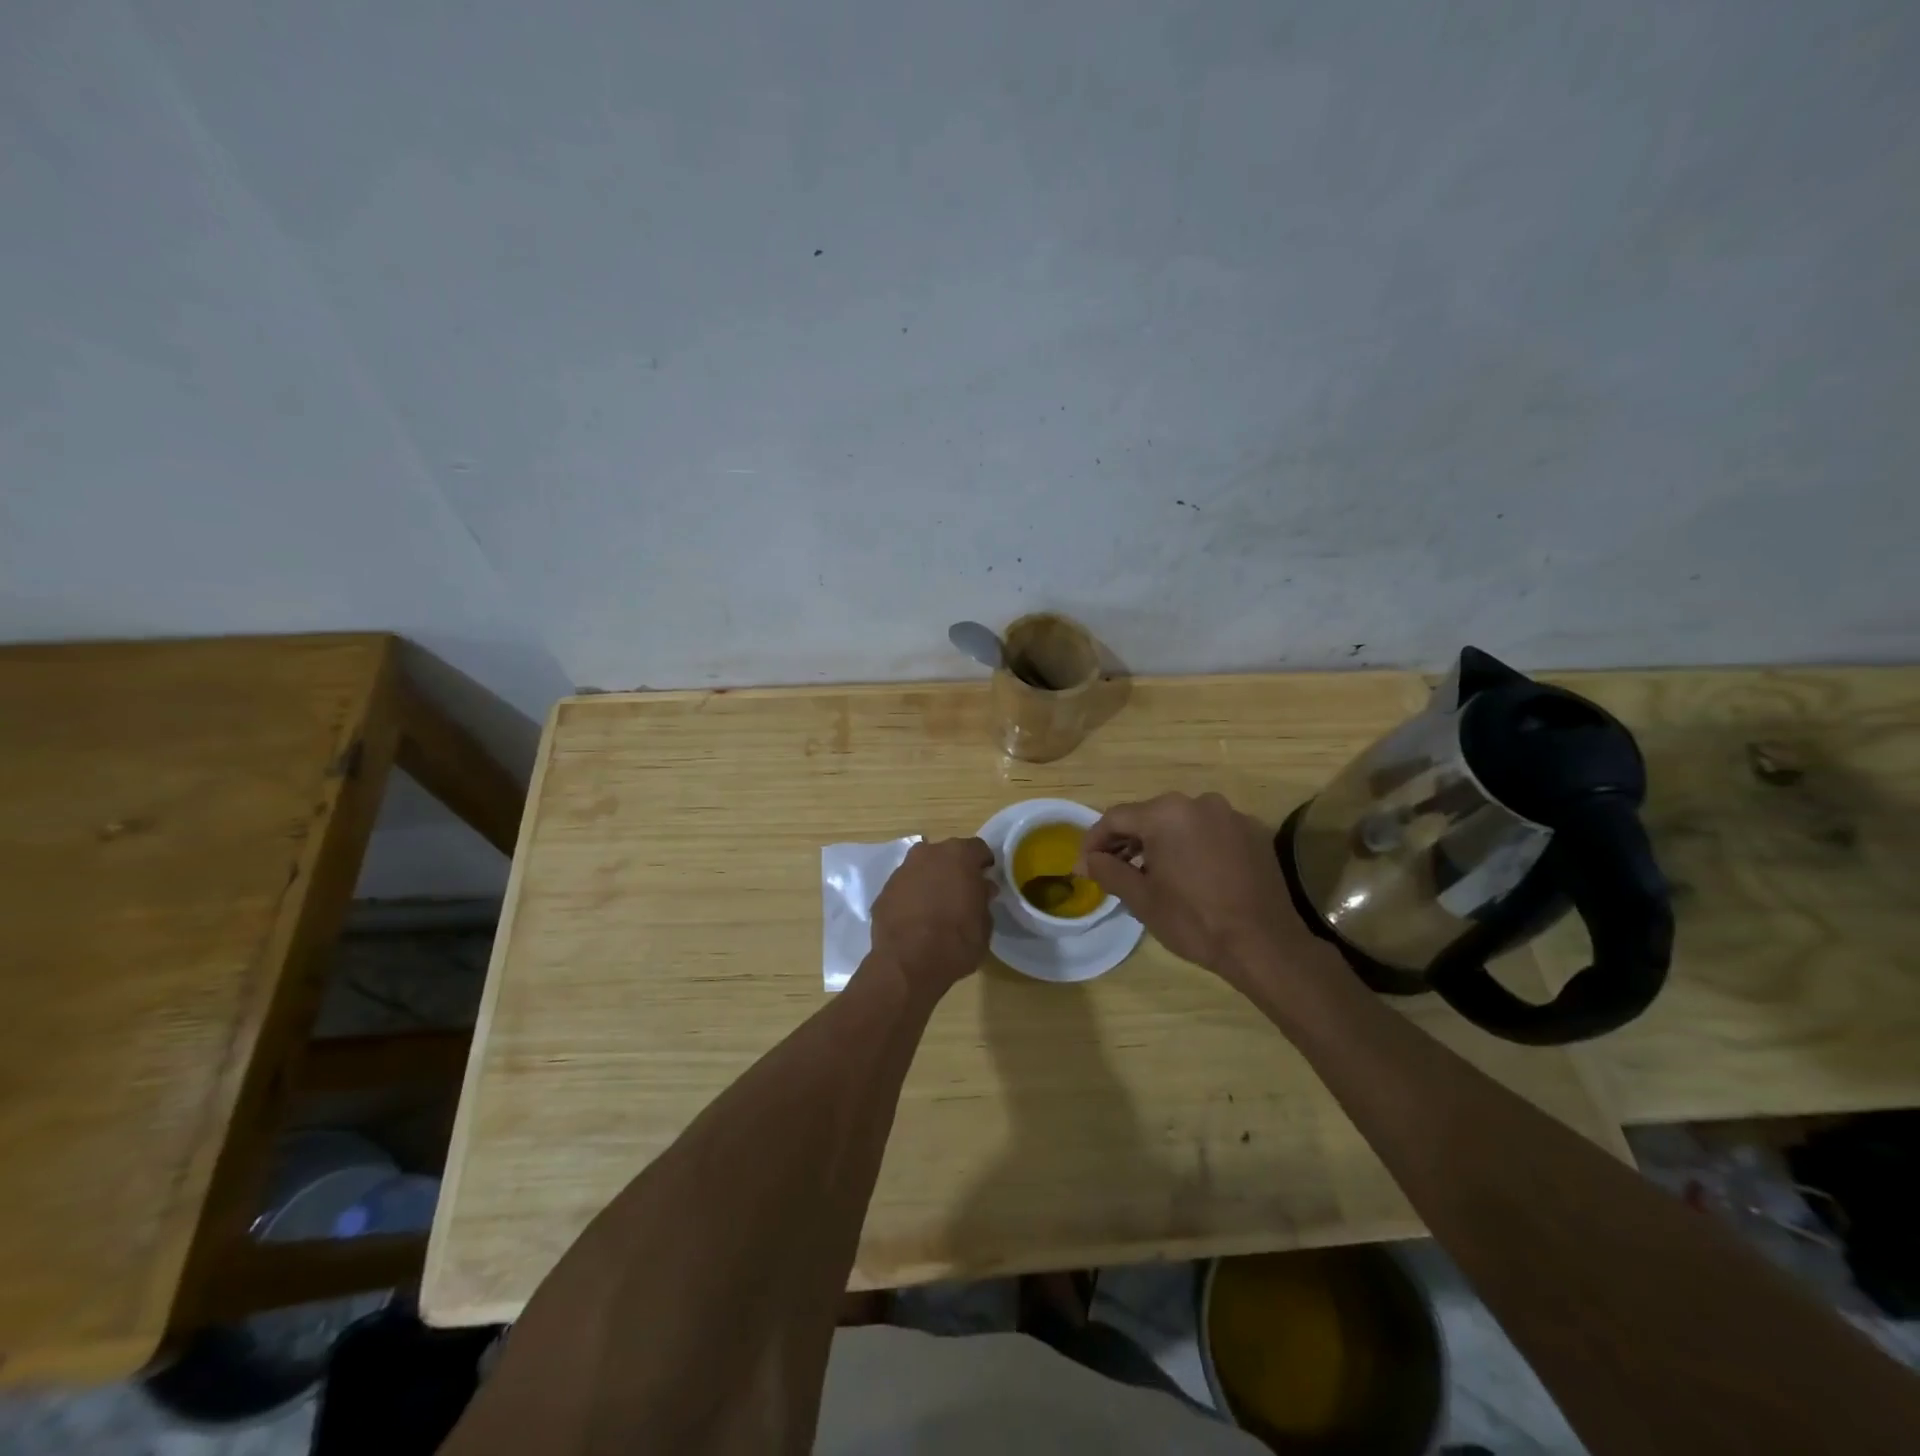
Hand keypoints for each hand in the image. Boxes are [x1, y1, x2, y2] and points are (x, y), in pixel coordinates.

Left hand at [869, 837, 993, 995]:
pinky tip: (916, 920)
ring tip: (937, 907)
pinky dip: (911, 897)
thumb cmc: (956, 942)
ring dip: (930, 881)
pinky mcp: (883, 891)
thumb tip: (981, 889)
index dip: (984, 864)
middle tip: (962, 893)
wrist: (907, 964)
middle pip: (946, 855)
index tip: (986, 880)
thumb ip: (983, 899)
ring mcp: (902, 870)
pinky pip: (904, 888)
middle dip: (955, 869)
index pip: (978, 849)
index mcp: (958, 855)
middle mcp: (928, 853)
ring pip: (922, 869)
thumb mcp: (985, 924)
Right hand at [1080, 792, 1328, 990]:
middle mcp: (1199, 802)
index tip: (1086, 865)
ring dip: (1161, 843)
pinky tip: (1191, 875)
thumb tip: (1086, 861)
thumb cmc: (1194, 920)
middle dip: (1128, 841)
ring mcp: (1230, 815)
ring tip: (1152, 875)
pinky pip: (1210, 832)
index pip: (1116, 817)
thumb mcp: (1141, 898)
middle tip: (1115, 870)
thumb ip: (1108, 871)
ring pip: (1181, 823)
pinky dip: (1193, 846)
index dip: (1095, 841)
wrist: (1264, 944)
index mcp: (1166, 813)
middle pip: (1149, 816)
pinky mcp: (1253, 832)